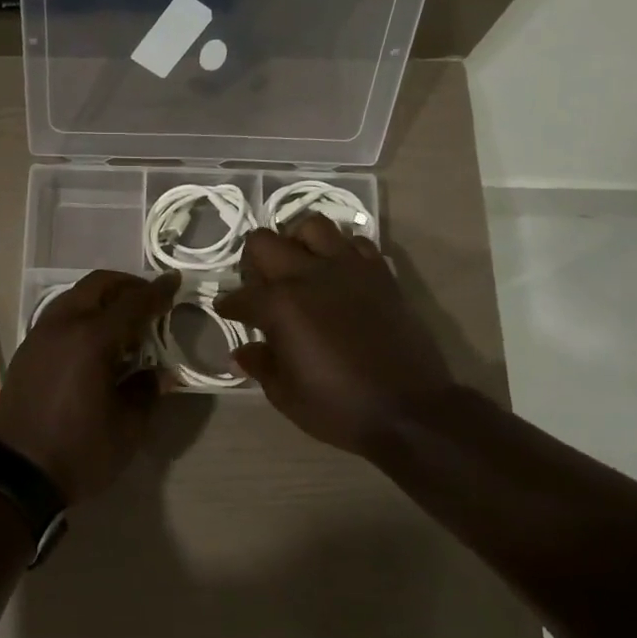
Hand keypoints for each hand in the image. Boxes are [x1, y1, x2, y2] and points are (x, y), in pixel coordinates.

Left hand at [0, 270, 176, 504]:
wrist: (16, 474)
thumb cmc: (79, 451)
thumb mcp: (128, 428)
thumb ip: (147, 391)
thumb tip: (160, 373)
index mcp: (91, 339)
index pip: (132, 303)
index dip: (157, 292)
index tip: (175, 282)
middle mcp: (63, 325)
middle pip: (98, 285)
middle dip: (127, 285)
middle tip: (150, 299)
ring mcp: (40, 335)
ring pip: (75, 296)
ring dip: (102, 298)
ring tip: (124, 321)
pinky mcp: (27, 350)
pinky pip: (59, 315)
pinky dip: (82, 313)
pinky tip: (95, 340)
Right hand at [216, 218, 454, 458]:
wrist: (410, 411)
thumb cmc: (339, 407)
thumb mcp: (286, 395)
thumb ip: (260, 365)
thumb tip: (242, 351)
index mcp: (280, 305)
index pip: (240, 296)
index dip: (228, 306)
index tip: (226, 313)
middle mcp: (309, 275)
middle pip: (265, 241)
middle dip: (253, 261)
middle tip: (259, 285)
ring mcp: (348, 269)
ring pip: (312, 226)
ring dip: (297, 242)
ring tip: (298, 266)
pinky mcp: (380, 274)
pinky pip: (355, 243)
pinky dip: (341, 251)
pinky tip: (338, 273)